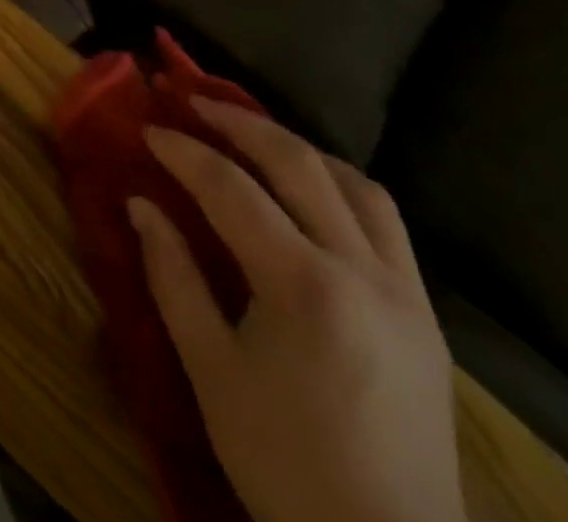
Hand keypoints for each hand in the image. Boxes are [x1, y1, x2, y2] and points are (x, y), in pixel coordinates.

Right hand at [128, 101, 464, 521]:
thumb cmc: (284, 464)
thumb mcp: (210, 372)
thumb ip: (173, 276)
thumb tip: (140, 204)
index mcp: (305, 288)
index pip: (232, 189)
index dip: (184, 152)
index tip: (149, 129)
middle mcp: (364, 273)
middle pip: (299, 163)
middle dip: (239, 123)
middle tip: (194, 102)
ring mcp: (406, 292)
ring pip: (354, 183)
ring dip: (297, 148)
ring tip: (252, 138)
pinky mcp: (427, 315)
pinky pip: (385, 221)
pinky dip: (339, 185)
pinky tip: (309, 193)